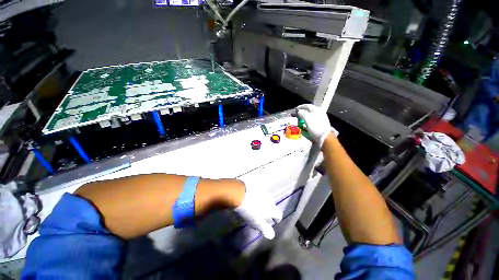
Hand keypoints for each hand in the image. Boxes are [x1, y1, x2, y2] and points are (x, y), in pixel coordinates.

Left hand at [233, 182, 282, 238]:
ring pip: (266, 200)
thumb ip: (265, 228)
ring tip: (258, 209)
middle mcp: (270, 199)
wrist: (241, 193)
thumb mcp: (257, 222)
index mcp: (272, 208)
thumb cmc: (250, 210)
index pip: (279, 214)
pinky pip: (260, 195)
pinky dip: (258, 199)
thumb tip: (272, 235)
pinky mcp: (256, 188)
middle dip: (270, 211)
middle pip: (272, 206)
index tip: (275, 221)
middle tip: (265, 216)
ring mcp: (263, 192)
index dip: (278, 218)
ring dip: (264, 204)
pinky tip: (253, 201)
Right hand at [296, 104, 337, 147]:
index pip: (307, 106)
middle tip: (296, 115)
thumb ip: (302, 113)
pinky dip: (306, 123)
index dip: (300, 107)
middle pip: (308, 111)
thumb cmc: (315, 126)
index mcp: (317, 109)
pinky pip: (311, 122)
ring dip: (303, 118)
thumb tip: (299, 111)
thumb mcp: (307, 118)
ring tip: (298, 121)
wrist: (324, 137)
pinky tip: (303, 126)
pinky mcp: (319, 125)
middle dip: (301, 113)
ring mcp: (320, 119)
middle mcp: (319, 113)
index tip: (295, 109)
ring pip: (309, 117)